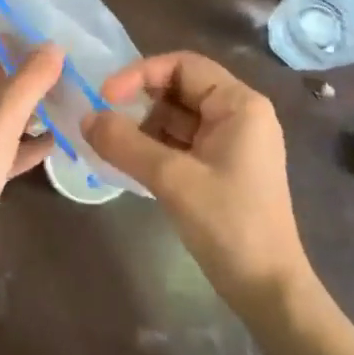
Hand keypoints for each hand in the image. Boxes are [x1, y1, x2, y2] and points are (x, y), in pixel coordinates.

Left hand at [0, 35, 63, 294]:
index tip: (38, 42)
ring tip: (62, 101)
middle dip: (17, 77)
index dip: (0, 43)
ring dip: (21, 110)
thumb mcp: (0, 121)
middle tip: (58, 71)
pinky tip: (53, 142)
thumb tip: (54, 46)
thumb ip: (29, 81)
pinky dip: (18, 143)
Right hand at [86, 52, 310, 316]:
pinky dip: (155, 147)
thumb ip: (125, 144)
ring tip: (111, 146)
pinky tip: (129, 162)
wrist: (267, 288)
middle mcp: (239, 115)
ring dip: (144, 127)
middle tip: (104, 121)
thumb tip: (85, 118)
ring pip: (178, 117)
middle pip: (180, 89)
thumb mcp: (172, 179)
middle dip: (140, 102)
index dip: (140, 73)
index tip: (105, 96)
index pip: (183, 65)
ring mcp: (232, 142)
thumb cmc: (228, 223)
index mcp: (240, 104)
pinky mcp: (223, 167)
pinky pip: (182, 142)